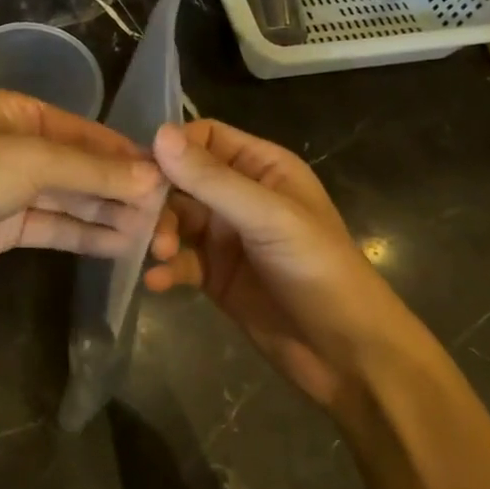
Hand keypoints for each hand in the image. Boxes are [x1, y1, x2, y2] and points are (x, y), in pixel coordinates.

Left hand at [0, 90, 167, 308]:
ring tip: (154, 236)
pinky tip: (121, 246)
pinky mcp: (1, 229)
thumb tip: (156, 179)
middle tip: (167, 216)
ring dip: (108, 214)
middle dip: (121, 190)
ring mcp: (7, 189)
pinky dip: (84, 235)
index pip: (84, 132)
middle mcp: (15, 146)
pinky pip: (52, 227)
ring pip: (69, 199)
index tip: (168, 178)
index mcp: (17, 113)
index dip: (125, 155)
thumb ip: (94, 170)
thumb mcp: (32, 161)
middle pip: (79, 166)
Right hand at [145, 120, 397, 409]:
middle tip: (140, 216)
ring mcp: (227, 237)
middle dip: (159, 195)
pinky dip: (166, 267)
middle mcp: (241, 195)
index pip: (206, 138)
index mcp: (263, 168)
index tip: (143, 169)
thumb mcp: (268, 217)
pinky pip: (180, 259)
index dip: (174, 147)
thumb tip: (159, 133)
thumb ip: (212, 179)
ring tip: (157, 253)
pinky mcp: (215, 275)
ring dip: (159, 231)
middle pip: (183, 178)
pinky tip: (157, 281)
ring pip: (176, 219)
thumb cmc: (320, 270)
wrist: (349, 355)